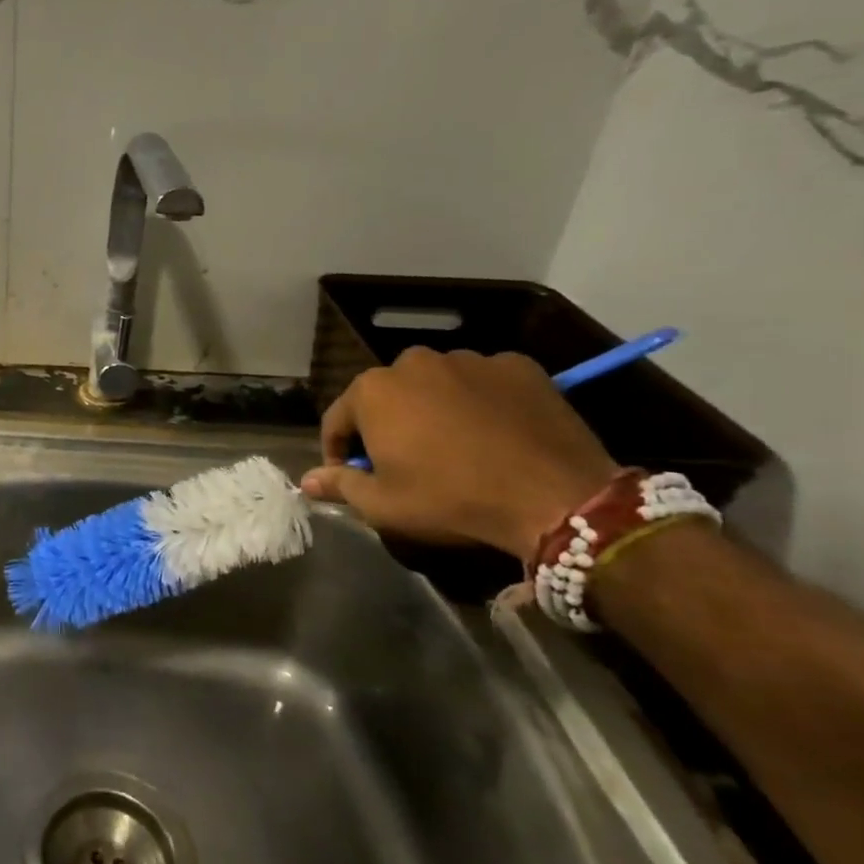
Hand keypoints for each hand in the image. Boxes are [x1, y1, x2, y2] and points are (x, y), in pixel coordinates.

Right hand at [299, 348, 617, 557]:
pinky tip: (494, 434)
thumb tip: (307, 480)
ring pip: (435, 385)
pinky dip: (480, 403)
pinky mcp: (518, 366)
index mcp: (373, 391)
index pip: (338, 420)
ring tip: (453, 447)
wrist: (556, 497)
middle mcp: (414, 362)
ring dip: (432, 410)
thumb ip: (340, 485)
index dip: (338, 452)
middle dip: (386, 426)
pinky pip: (484, 383)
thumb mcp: (383, 504)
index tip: (351, 477)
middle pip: (386, 396)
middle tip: (403, 463)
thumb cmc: (451, 499)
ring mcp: (469, 359)